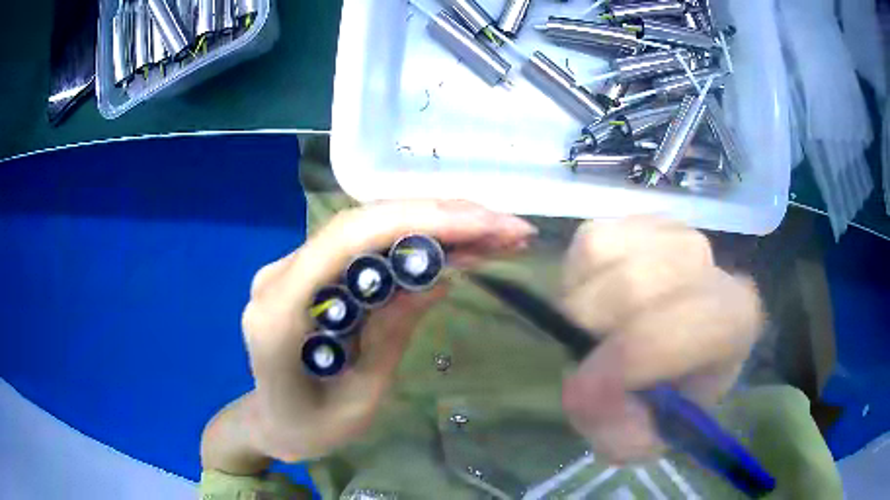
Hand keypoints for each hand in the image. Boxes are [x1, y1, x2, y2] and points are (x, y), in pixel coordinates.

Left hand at [240, 200, 535, 462]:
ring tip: (493, 232)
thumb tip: (439, 276)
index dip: (417, 222)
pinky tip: (455, 244)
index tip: (482, 225)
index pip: (348, 240)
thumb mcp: (358, 400)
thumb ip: (391, 335)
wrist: (271, 422)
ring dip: (433, 222)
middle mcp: (281, 274)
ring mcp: (292, 267)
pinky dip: (414, 239)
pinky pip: (364, 244)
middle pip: (362, 222)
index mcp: (280, 312)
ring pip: (367, 225)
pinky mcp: (311, 271)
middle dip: (440, 216)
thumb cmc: (309, 428)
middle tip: (505, 226)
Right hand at [560, 216, 762, 462]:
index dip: (621, 365)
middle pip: (632, 286)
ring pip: (602, 253)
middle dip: (590, 332)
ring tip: (596, 327)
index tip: (579, 395)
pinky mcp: (641, 219)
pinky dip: (579, 273)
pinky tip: (599, 295)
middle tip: (584, 362)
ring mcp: (672, 233)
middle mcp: (709, 265)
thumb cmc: (675, 391)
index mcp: (732, 321)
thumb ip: (621, 436)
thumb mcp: (653, 435)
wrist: (687, 347)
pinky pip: (591, 238)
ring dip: (581, 300)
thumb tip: (584, 396)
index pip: (674, 330)